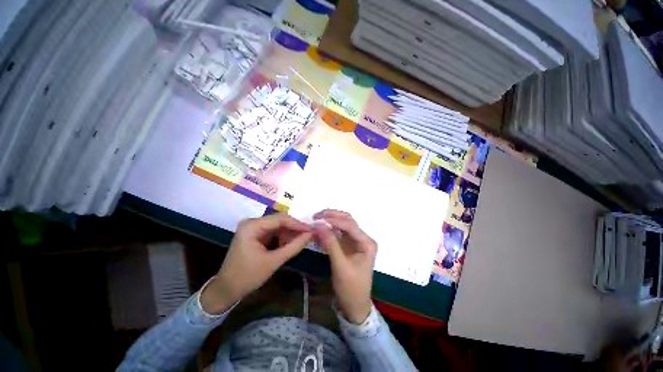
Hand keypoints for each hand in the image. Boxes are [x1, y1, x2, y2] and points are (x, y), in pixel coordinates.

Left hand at [201, 214, 311, 313]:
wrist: (226, 290)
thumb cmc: (247, 276)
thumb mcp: (273, 261)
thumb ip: (293, 246)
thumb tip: (310, 234)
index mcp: (252, 226)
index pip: (280, 219)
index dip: (297, 224)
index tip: (311, 230)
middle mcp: (252, 222)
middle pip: (279, 221)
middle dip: (294, 229)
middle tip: (308, 236)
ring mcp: (252, 228)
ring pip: (277, 226)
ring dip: (288, 234)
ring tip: (299, 243)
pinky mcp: (254, 234)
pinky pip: (273, 232)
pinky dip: (282, 238)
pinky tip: (288, 245)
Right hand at [313, 209, 376, 323]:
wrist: (354, 306)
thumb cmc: (351, 288)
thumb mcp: (340, 266)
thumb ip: (330, 244)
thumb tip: (319, 225)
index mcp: (367, 243)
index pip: (350, 225)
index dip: (334, 220)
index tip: (317, 219)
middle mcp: (363, 239)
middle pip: (348, 220)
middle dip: (332, 216)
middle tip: (316, 215)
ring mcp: (356, 241)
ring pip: (343, 224)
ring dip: (331, 220)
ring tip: (317, 219)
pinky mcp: (349, 246)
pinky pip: (339, 232)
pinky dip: (329, 229)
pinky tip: (320, 229)